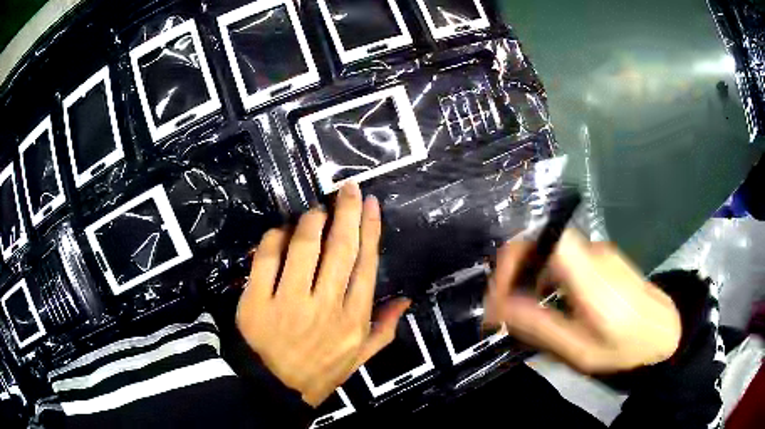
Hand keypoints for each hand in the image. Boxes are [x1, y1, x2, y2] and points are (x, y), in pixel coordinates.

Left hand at [236, 182, 409, 406]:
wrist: (274, 391)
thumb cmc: (320, 372)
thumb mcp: (359, 357)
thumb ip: (384, 329)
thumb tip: (406, 299)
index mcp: (353, 319)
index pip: (366, 264)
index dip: (370, 229)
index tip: (370, 203)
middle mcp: (325, 306)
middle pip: (340, 248)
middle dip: (346, 211)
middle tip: (348, 189)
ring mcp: (289, 302)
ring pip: (303, 246)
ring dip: (310, 221)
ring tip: (314, 212)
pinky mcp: (257, 301)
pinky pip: (266, 258)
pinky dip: (273, 238)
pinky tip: (279, 232)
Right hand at [485, 229, 680, 373]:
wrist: (665, 332)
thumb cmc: (625, 347)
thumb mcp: (579, 350)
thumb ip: (540, 326)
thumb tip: (500, 307)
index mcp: (590, 276)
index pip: (543, 239)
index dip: (513, 257)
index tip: (499, 293)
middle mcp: (594, 253)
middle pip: (542, 244)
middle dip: (515, 273)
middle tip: (503, 310)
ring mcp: (600, 252)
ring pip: (551, 252)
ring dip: (530, 277)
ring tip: (522, 311)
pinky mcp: (603, 258)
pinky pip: (565, 259)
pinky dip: (547, 277)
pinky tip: (549, 303)